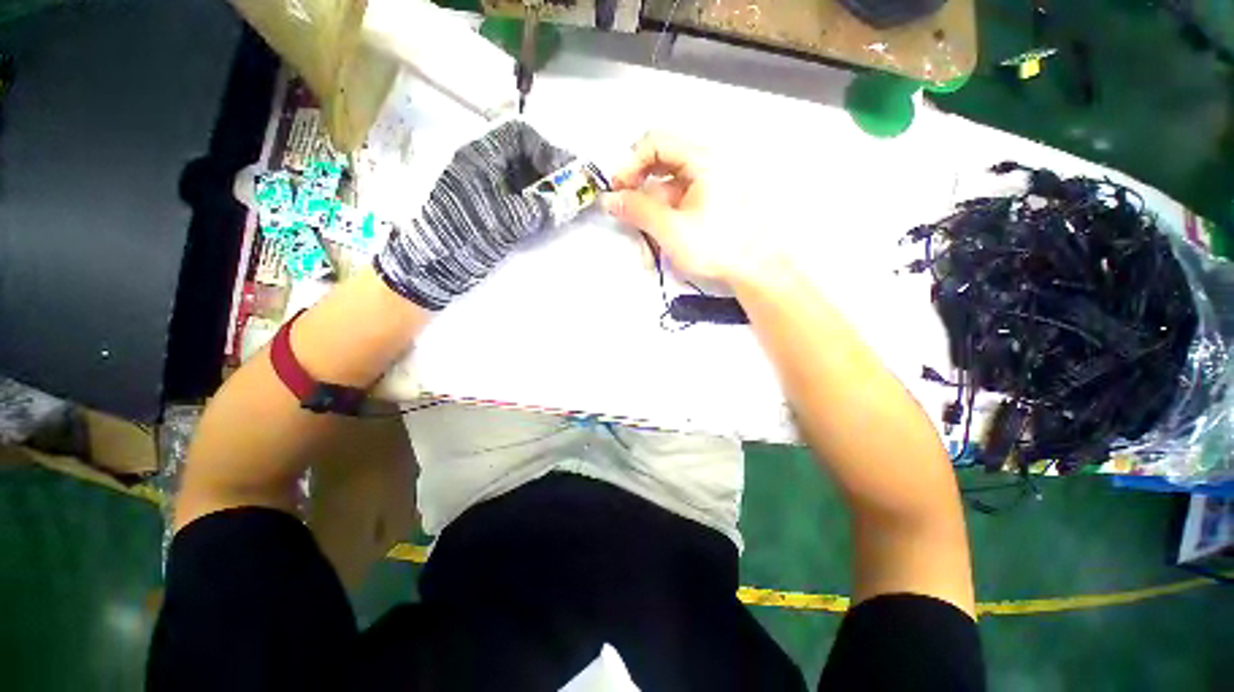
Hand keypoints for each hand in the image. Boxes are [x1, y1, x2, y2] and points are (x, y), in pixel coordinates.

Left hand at [375, 121, 574, 309]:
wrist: (432, 266)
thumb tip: (572, 204)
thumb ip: (542, 209)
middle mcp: (481, 166)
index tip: (566, 174)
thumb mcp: (507, 219)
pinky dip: (535, 206)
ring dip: (545, 191)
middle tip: (573, 193)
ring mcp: (484, 189)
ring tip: (564, 208)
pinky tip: (547, 219)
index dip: (547, 151)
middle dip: (550, 173)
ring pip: (522, 180)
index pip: (520, 136)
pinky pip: (517, 199)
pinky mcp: (487, 210)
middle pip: (524, 158)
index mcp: (479, 155)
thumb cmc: (465, 234)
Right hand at [601, 132, 779, 284]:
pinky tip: (660, 246)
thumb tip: (610, 200)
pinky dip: (664, 223)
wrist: (755, 271)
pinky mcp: (708, 205)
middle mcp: (706, 165)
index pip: (654, 142)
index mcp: (702, 160)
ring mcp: (708, 186)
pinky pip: (677, 205)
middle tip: (626, 215)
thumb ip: (637, 210)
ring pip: (666, 191)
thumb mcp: (671, 229)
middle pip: (659, 166)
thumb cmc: (718, 247)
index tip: (616, 190)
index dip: (629, 163)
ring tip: (646, 247)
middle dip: (639, 194)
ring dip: (651, 216)